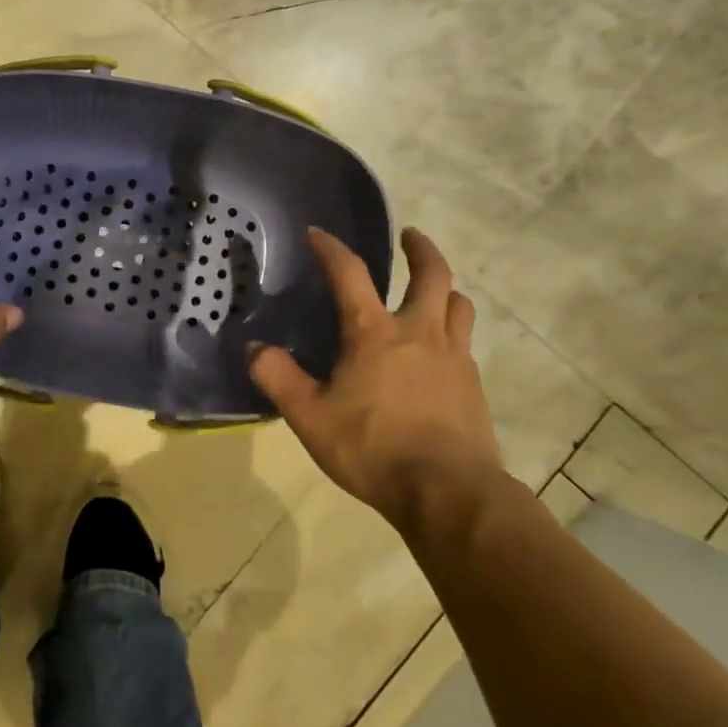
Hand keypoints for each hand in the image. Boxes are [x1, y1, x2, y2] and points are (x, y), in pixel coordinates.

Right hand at [249, 227, 502, 530]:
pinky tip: (440, 352)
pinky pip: (465, 342)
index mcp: (374, 333)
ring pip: (459, 305)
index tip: (317, 233)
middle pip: (432, 275)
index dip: (331, 248)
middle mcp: (419, 332)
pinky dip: (452, 331)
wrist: (449, 492)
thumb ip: (278, 378)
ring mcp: (454, 357)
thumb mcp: (310, 417)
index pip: (350, 273)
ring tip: (434, 290)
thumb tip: (254, 349)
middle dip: (420, 249)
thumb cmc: (373, 448)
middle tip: (410, 236)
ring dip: (446, 288)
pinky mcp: (473, 386)